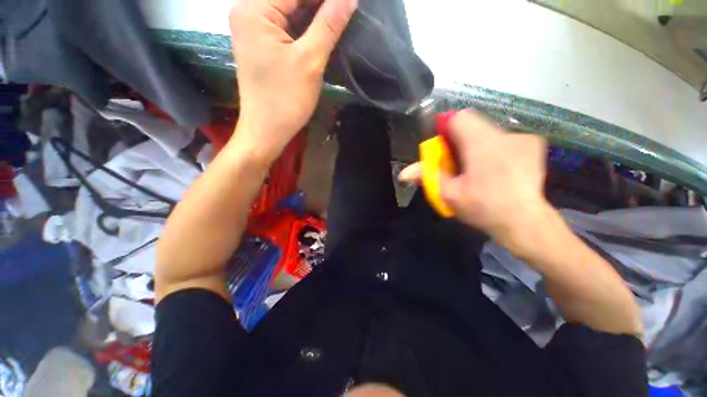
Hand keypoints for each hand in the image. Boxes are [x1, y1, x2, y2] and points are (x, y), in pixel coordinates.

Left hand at [229, 0, 356, 162]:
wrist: (267, 130)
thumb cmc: (286, 99)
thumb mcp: (310, 60)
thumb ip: (329, 24)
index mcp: (254, 9)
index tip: (349, 3)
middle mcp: (248, 11)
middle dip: (320, 5)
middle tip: (345, 11)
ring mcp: (253, 28)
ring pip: (288, 10)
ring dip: (313, 14)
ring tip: (337, 20)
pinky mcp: (261, 43)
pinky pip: (285, 25)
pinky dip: (304, 26)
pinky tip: (322, 31)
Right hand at [400, 110, 550, 252]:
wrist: (525, 222)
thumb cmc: (483, 208)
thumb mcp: (448, 195)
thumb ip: (427, 177)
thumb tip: (404, 173)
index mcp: (481, 145)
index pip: (458, 119)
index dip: (446, 130)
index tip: (444, 148)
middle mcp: (504, 135)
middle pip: (473, 124)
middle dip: (460, 140)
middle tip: (458, 163)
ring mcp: (522, 138)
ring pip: (488, 131)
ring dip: (477, 145)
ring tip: (479, 169)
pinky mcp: (534, 144)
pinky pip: (505, 138)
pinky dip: (496, 148)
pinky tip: (499, 168)